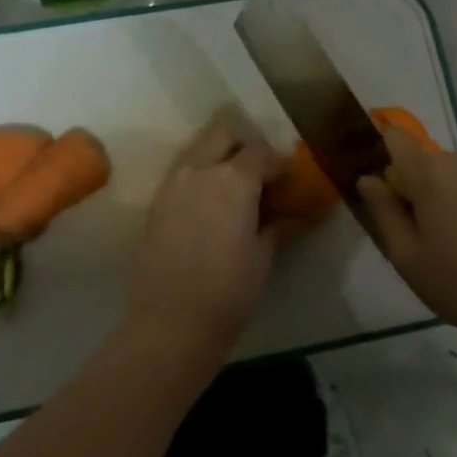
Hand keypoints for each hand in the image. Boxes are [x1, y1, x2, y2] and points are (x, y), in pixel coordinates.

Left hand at [124, 120, 288, 358]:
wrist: (171, 321)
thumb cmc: (229, 290)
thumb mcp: (264, 256)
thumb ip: (280, 226)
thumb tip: (301, 214)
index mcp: (233, 179)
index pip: (262, 153)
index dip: (280, 163)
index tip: (290, 180)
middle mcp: (200, 170)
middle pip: (222, 135)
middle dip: (243, 146)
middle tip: (259, 175)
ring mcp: (172, 184)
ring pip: (197, 150)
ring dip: (217, 157)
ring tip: (233, 189)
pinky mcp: (156, 203)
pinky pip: (181, 173)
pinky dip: (198, 176)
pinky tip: (210, 206)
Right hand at [357, 128, 456, 345]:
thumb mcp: (405, 255)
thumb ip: (382, 210)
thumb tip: (368, 179)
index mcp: (429, 174)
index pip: (394, 138)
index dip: (379, 151)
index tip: (374, 182)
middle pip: (421, 160)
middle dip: (409, 185)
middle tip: (410, 231)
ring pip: (448, 174)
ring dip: (437, 195)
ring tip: (443, 240)